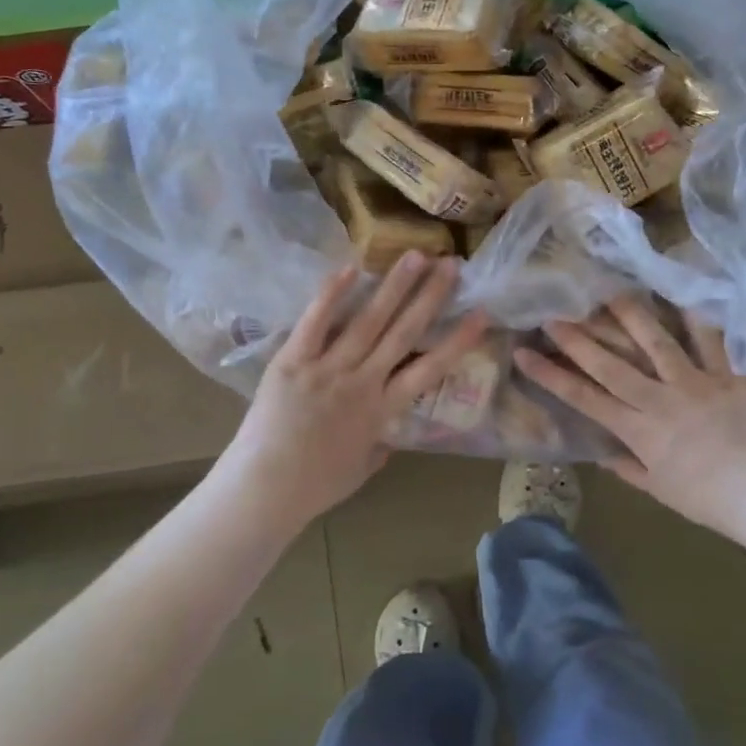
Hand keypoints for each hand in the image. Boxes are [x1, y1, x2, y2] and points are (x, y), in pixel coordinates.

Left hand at [220, 254, 487, 529]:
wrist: (263, 489)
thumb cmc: (315, 486)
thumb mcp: (361, 469)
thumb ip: (379, 446)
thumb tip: (388, 433)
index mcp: (382, 410)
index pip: (430, 369)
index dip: (458, 340)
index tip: (481, 314)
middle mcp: (362, 382)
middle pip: (403, 332)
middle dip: (430, 296)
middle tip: (451, 264)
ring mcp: (327, 368)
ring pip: (368, 320)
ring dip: (394, 286)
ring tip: (415, 256)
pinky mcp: (293, 360)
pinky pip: (316, 321)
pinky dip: (333, 294)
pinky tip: (352, 268)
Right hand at [513, 298, 745, 538]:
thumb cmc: (710, 501)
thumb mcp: (660, 490)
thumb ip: (627, 468)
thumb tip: (601, 453)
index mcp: (639, 430)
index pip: (584, 398)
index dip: (551, 375)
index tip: (524, 354)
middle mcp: (659, 399)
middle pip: (609, 364)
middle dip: (576, 338)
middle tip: (552, 313)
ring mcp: (693, 383)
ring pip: (655, 343)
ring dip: (629, 316)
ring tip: (607, 292)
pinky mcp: (727, 377)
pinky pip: (711, 342)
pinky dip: (698, 318)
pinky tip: (681, 294)